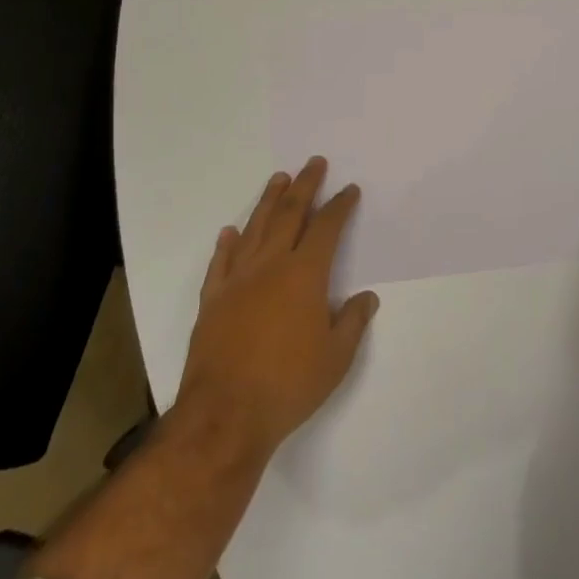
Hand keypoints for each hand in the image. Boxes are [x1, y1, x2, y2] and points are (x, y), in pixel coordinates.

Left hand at [175, 157, 378, 459]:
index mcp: (305, 275)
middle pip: (289, 214)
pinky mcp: (211, 300)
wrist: (224, 416)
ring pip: (254, 228)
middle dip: (305, 186)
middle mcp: (270, 266)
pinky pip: (220, 262)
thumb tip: (366, 297)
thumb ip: (352, 323)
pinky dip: (227, 244)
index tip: (349, 189)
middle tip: (314, 163)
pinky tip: (230, 232)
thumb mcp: (336, 359)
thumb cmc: (288, 386)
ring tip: (279, 178)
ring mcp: (237, 280)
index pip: (326, 228)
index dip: (340, 206)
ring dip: (268, 201)